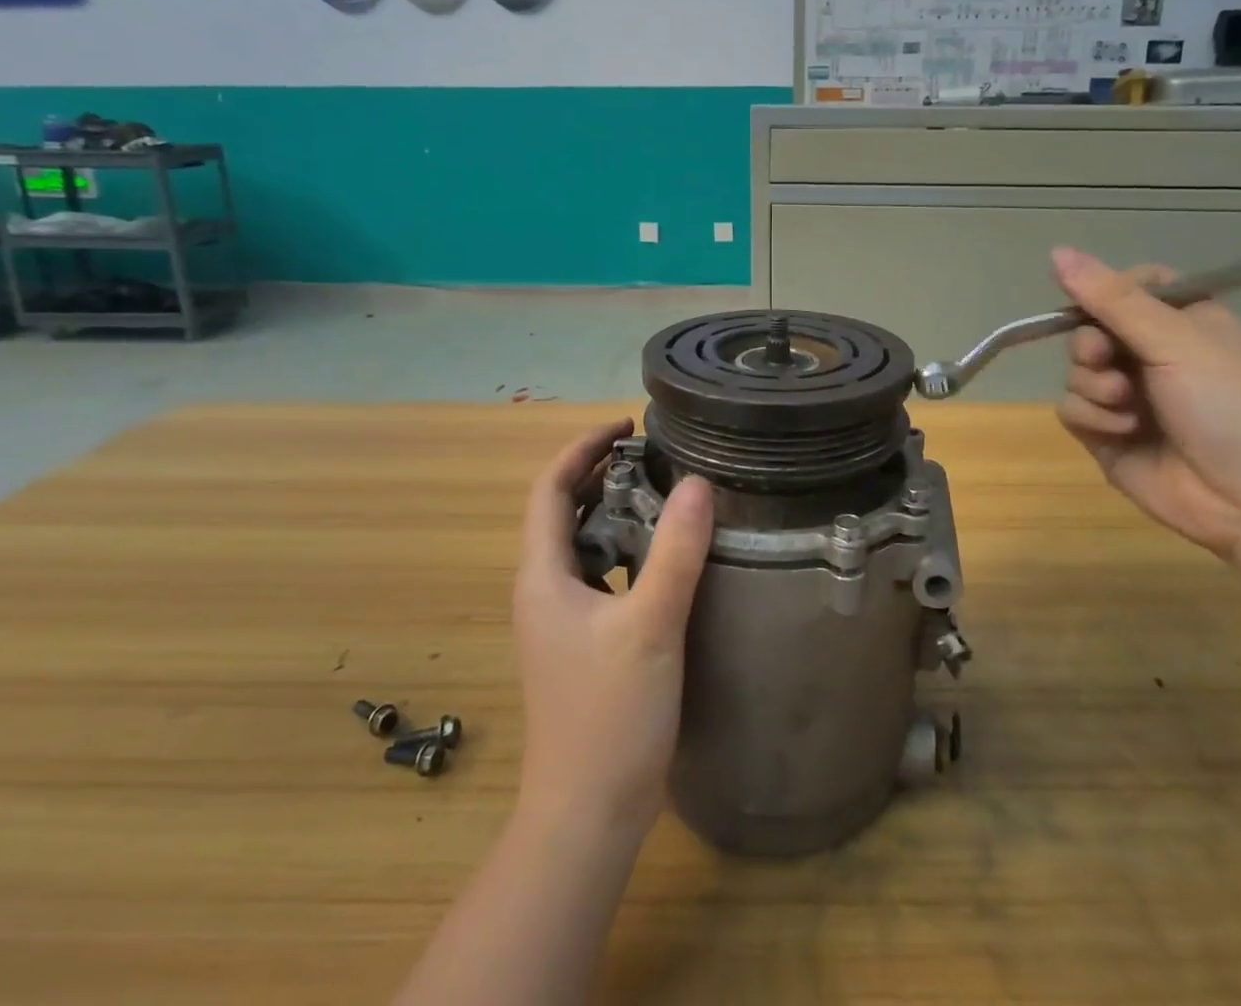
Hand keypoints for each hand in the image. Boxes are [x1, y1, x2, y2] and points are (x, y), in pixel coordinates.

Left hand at [512, 420, 713, 838]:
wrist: (588, 814)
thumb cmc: (610, 716)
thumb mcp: (651, 625)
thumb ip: (675, 552)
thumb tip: (697, 483)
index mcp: (542, 576)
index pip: (549, 489)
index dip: (582, 448)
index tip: (626, 425)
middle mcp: (543, 590)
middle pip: (562, 511)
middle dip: (600, 473)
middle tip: (654, 454)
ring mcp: (560, 619)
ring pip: (582, 544)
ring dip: (614, 510)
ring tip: (663, 491)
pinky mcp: (582, 642)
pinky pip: (600, 574)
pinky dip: (626, 548)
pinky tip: (664, 555)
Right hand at [1050, 248, 1240, 557]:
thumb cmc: (1230, 404)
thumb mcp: (1176, 339)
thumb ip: (1113, 298)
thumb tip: (1057, 251)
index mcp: (1182, 323)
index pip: (1128, 288)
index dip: (1106, 292)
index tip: (1098, 302)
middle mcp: (1152, 357)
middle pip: (1090, 329)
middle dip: (1091, 345)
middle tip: (1105, 357)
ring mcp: (1128, 399)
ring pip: (1076, 371)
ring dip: (1094, 385)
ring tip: (1126, 404)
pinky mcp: (1108, 436)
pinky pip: (1072, 410)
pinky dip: (1092, 417)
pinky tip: (1124, 431)